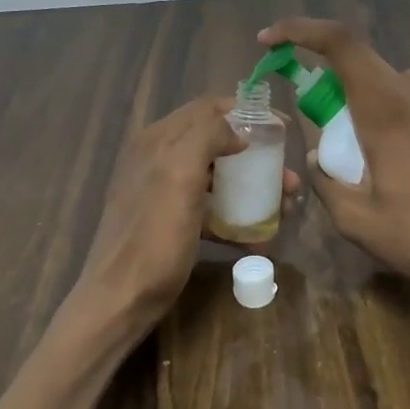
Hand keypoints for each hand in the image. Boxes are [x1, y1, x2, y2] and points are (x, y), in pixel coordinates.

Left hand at [77, 95, 297, 329]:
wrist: (121, 299)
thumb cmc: (153, 237)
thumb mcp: (179, 177)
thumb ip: (206, 137)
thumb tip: (238, 130)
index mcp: (158, 140)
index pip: (208, 108)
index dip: (246, 113)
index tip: (282, 129)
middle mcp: (159, 158)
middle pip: (217, 143)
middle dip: (256, 157)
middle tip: (288, 179)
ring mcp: (164, 191)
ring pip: (217, 177)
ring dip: (252, 188)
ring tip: (284, 208)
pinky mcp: (171, 221)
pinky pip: (210, 209)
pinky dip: (235, 218)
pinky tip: (259, 238)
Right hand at [258, 18, 409, 312]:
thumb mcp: (357, 221)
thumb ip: (326, 183)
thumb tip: (317, 158)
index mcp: (387, 111)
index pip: (341, 44)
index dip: (301, 30)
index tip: (271, 41)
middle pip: (366, 61)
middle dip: (330, 74)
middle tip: (316, 115)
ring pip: (397, 81)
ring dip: (368, 95)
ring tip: (360, 142)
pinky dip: (397, 113)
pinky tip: (402, 160)